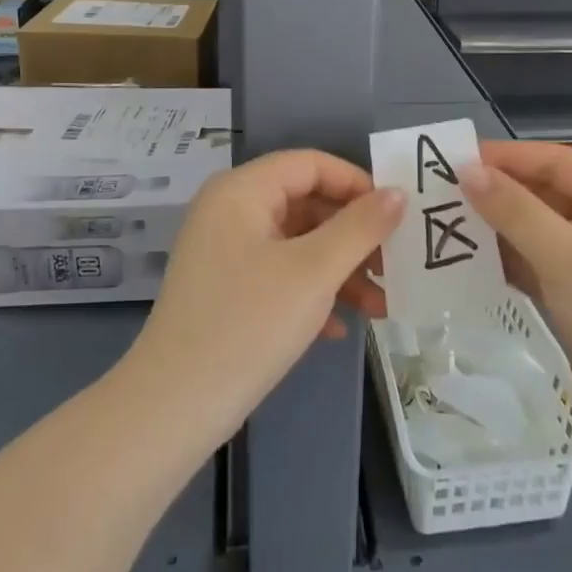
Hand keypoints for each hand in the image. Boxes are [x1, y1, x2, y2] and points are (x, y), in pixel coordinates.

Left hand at [121, 150, 404, 446]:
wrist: (173, 406)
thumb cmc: (248, 324)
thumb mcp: (314, 272)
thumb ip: (360, 227)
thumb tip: (398, 193)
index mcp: (242, 190)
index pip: (311, 164)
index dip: (357, 183)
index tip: (397, 215)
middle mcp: (230, 210)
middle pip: (305, 203)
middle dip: (353, 236)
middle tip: (393, 265)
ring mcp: (225, 250)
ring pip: (296, 243)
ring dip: (339, 269)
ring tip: (379, 306)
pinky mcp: (225, 287)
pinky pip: (278, 272)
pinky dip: (311, 292)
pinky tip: (337, 329)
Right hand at [458, 141, 571, 438]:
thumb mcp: (566, 258)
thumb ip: (515, 211)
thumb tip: (468, 171)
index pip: (560, 162)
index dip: (510, 157)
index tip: (457, 158)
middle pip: (547, 194)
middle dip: (499, 193)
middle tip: (442, 191)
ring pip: (538, 231)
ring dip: (497, 228)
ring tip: (445, 221)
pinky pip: (537, 264)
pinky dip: (506, 260)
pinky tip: (468, 259)